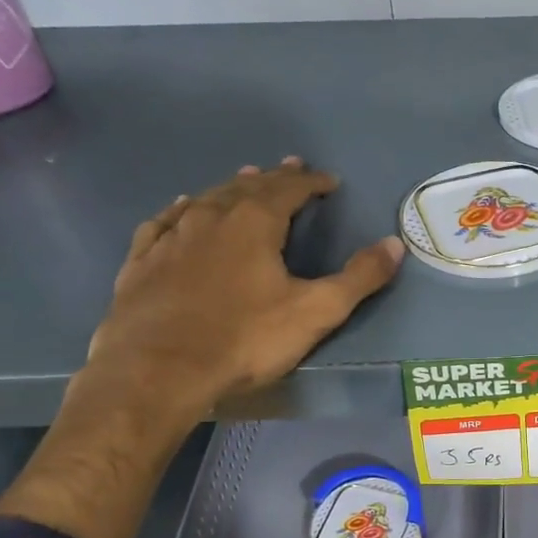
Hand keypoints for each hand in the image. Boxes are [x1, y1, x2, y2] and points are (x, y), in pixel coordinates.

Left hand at [0, 159, 401, 537]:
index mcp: (254, 223)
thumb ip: (358, 279)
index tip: (328, 181)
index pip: (289, 188)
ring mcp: (171, 236)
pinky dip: (182, 210)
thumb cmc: (243, 340)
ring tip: (243, 181)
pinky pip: (165, 221)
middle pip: (247, 187)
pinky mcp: (142, 260)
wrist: (157, 370)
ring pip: (206, 199)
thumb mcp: (315, 313)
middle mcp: (211, 216)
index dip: (311, 182)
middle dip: (273, 178)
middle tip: (288, 167)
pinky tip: (182, 209)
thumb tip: (395, 244)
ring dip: (230, 188)